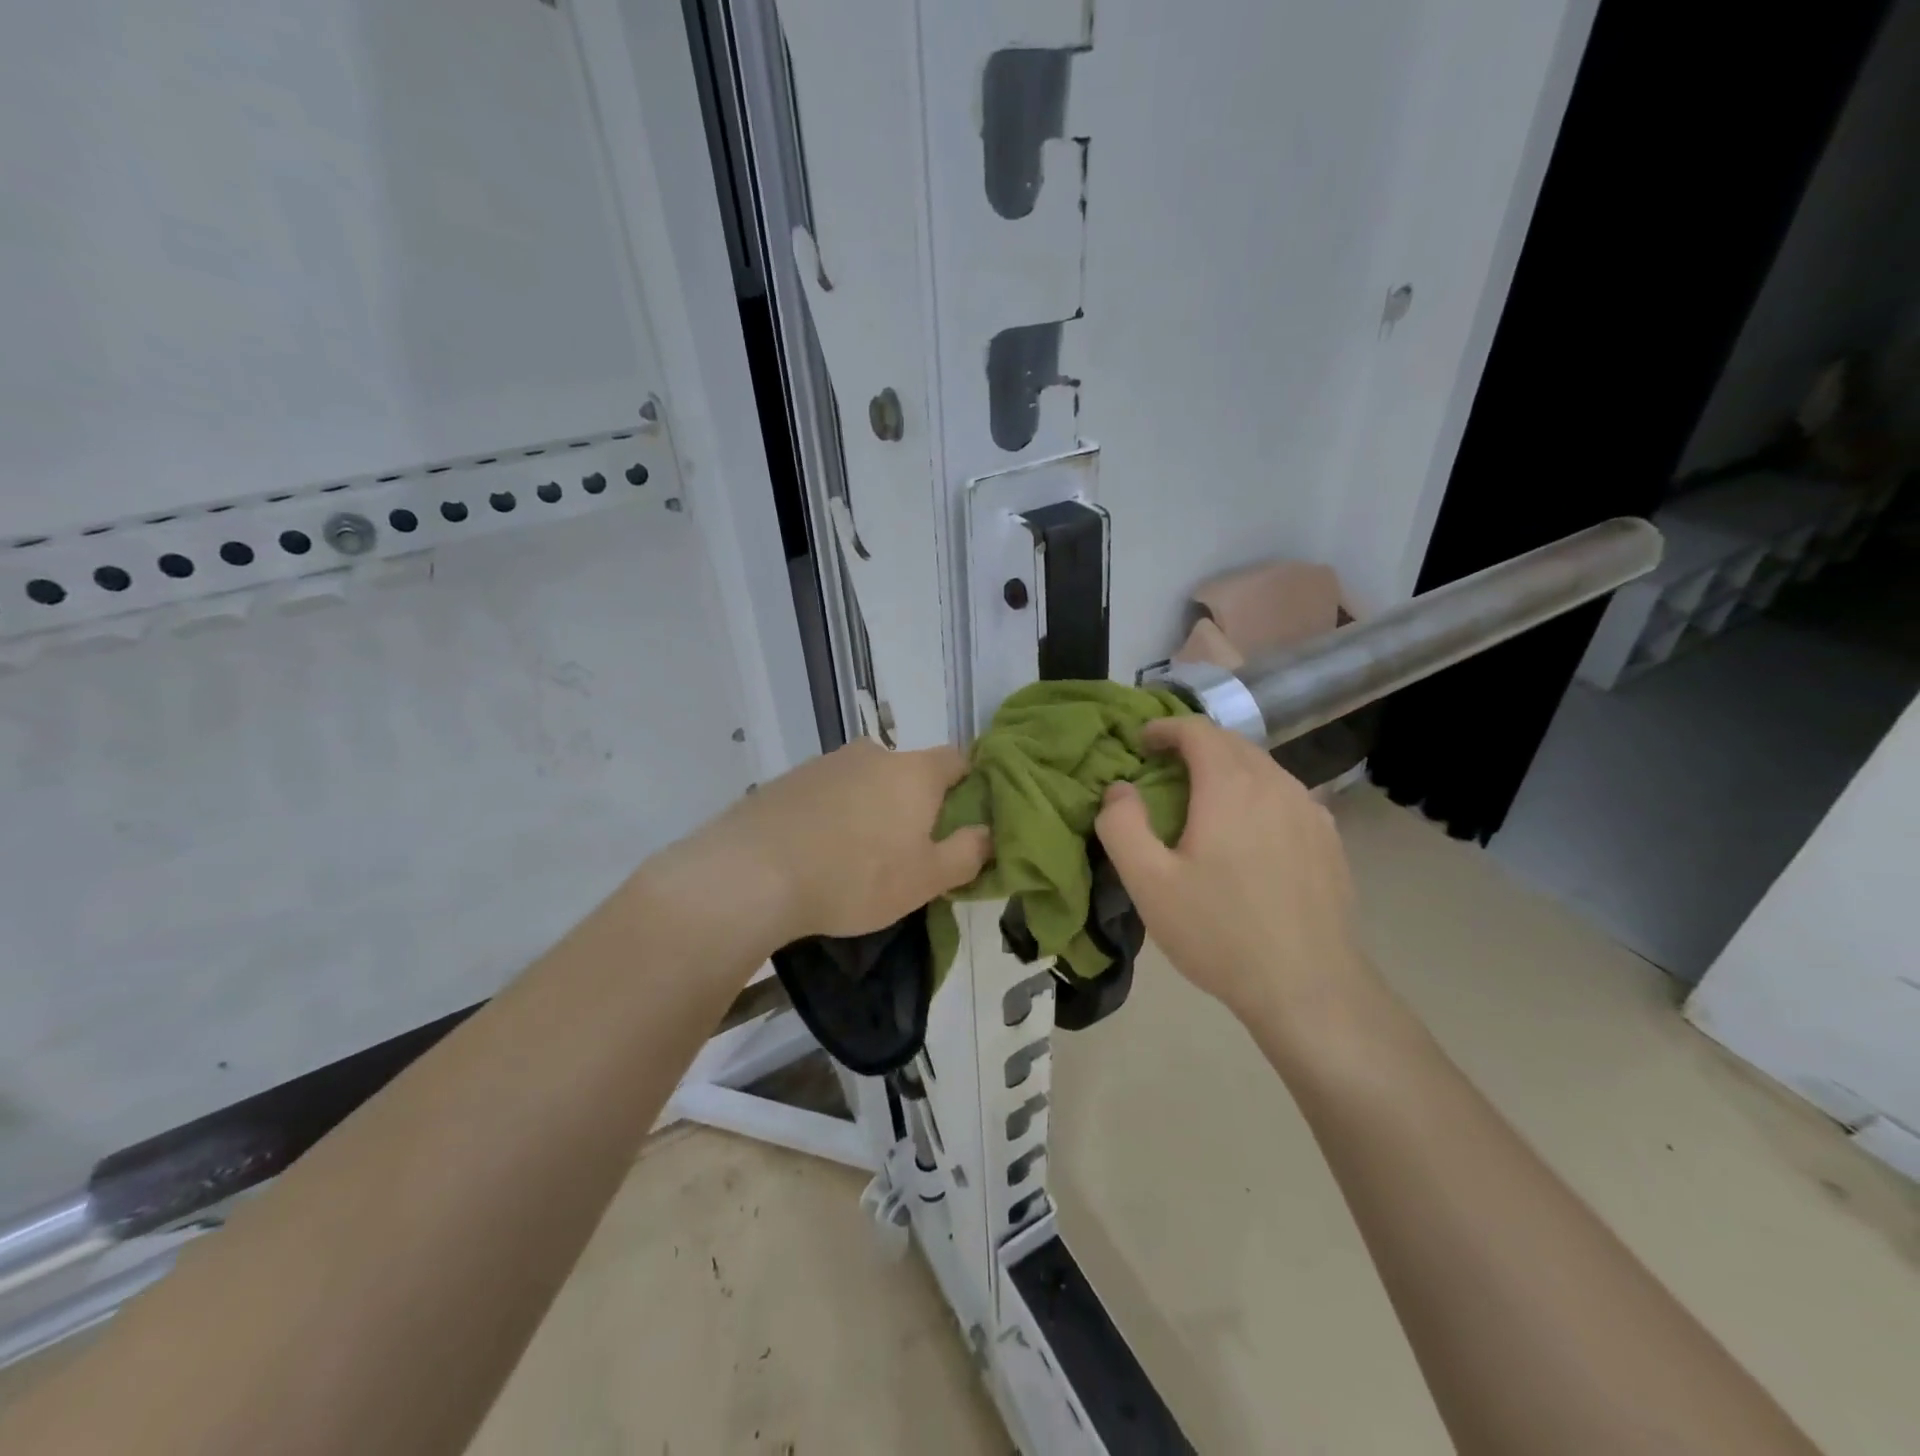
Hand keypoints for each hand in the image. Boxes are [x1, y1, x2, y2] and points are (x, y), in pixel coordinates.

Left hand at [673, 737, 991, 948]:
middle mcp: (874, 754)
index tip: (967, 818)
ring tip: (860, 858)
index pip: (960, 759)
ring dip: (874, 810)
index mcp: (915, 771)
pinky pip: (830, 794)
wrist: (752, 872)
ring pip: (868, 783)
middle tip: (912, 850)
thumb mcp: (926, 878)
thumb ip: (968, 853)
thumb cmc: (856, 876)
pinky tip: (820, 852)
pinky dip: (836, 815)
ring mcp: (827, 763)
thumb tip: (990, 833)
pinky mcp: (789, 780)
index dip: (972, 784)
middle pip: (910, 772)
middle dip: (917, 804)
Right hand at [1094, 717, 1375, 1031]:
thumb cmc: (1219, 933)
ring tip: (1202, 802)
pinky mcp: (1329, 840)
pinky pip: (1286, 797)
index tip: (1141, 743)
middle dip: (1193, 746)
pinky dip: (1257, 796)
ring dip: (1227, 771)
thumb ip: (1122, 826)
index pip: (1197, 730)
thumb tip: (1119, 789)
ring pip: (1262, 769)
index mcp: (1230, 786)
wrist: (1310, 989)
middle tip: (1163, 770)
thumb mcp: (1149, 884)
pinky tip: (1248, 835)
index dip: (1165, 728)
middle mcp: (1276, 784)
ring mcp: (1310, 811)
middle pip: (1232, 744)